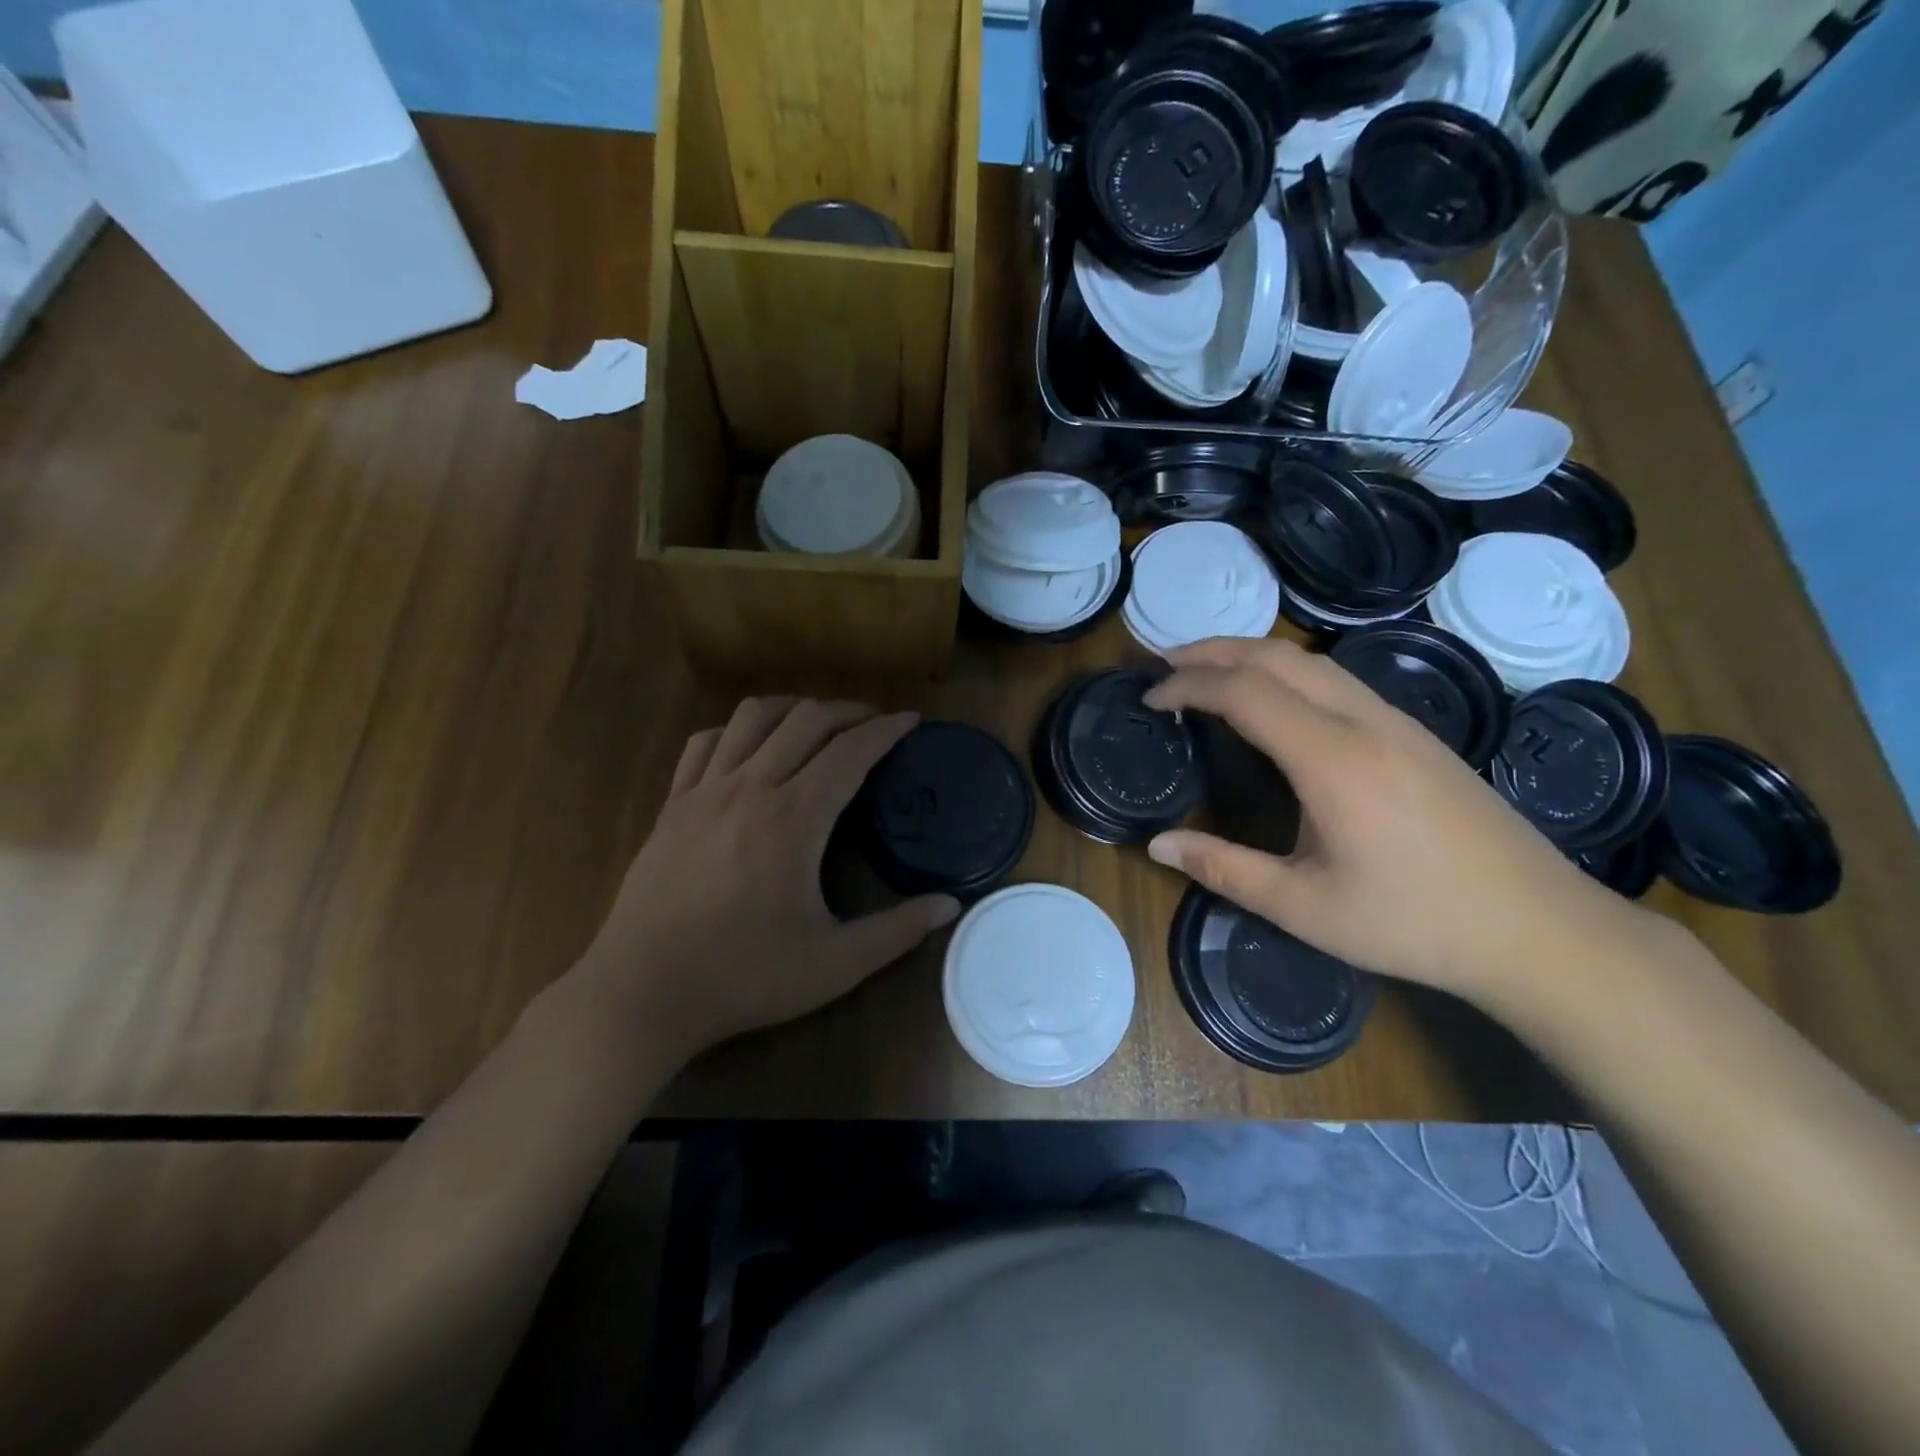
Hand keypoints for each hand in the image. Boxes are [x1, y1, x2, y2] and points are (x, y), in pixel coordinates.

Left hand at [574, 698, 959, 1060]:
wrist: (642, 994)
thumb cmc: (743, 977)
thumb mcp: (834, 965)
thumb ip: (897, 931)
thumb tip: (951, 905)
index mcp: (794, 819)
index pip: (851, 752)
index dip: (886, 730)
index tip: (911, 721)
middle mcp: (750, 788)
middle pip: (806, 720)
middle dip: (848, 711)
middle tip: (874, 722)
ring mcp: (704, 792)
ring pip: (753, 718)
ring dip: (794, 709)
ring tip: (818, 724)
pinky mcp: (672, 806)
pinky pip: (705, 742)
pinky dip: (736, 730)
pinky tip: (749, 748)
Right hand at [1144, 638, 1655, 1004]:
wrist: (1539, 929)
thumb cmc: (1414, 922)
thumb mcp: (1303, 906)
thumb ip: (1223, 868)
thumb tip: (1156, 844)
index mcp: (1332, 758)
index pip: (1244, 691)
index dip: (1188, 686)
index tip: (1149, 700)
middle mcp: (1364, 721)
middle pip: (1277, 656)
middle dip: (1212, 651)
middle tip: (1163, 665)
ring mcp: (1397, 721)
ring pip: (1312, 661)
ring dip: (1250, 655)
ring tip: (1207, 673)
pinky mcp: (1416, 733)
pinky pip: (1337, 679)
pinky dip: (1286, 672)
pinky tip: (1273, 701)